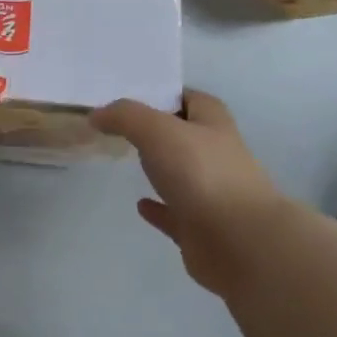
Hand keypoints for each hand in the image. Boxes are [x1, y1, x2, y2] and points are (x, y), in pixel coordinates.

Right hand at [91, 89, 292, 295]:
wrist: (239, 241)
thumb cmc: (202, 174)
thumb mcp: (158, 131)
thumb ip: (125, 117)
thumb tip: (96, 114)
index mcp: (214, 126)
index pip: (193, 99)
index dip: (168, 94)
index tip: (135, 96)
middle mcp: (217, 156)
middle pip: (187, 136)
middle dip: (160, 131)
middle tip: (120, 127)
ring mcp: (211, 194)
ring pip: (181, 175)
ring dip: (160, 169)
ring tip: (126, 161)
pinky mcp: (201, 228)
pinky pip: (175, 213)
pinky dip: (158, 208)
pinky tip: (140, 204)